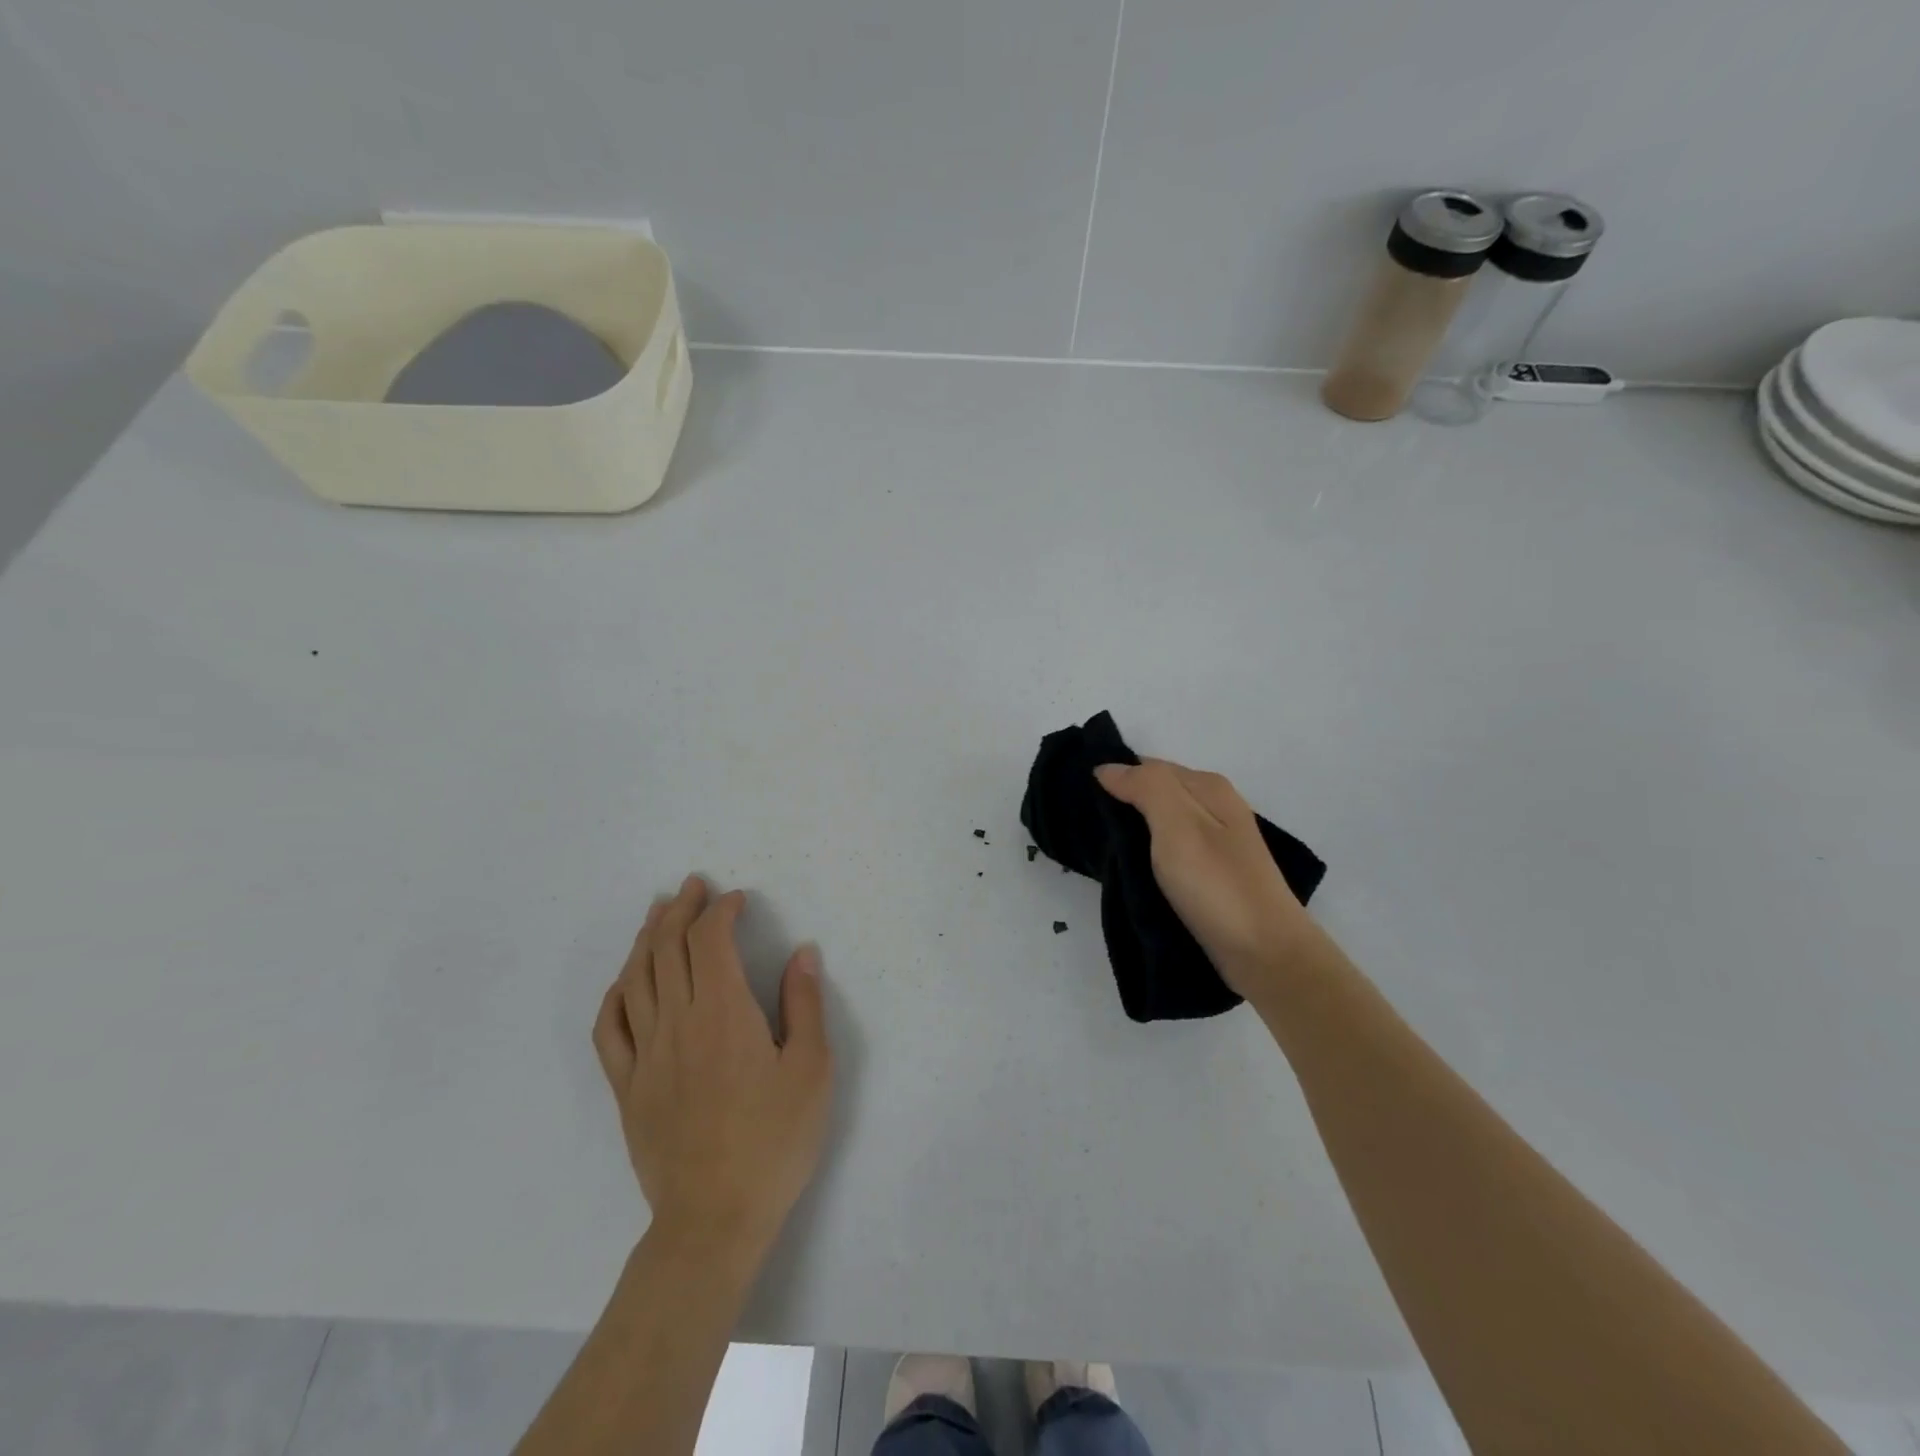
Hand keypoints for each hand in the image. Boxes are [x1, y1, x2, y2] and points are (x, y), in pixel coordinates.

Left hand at [593, 875, 833, 1259]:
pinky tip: (625, 980)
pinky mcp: (627, 1087)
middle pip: (668, 949)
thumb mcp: (812, 1070)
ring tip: (657, 914)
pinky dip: (615, 994)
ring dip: (647, 938)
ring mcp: (646, 1055)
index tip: (738, 900)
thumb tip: (801, 952)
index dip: (721, 911)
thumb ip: (805, 1005)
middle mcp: (678, 1022)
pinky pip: (610, 1028)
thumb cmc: (774, 1142)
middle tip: (693, 887)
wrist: (714, 1218)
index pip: (711, 941)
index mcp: (724, 1013)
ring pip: (636, 979)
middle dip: (681, 909)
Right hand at [1096, 759, 1317, 1003]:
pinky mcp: (1214, 874)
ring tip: (1101, 849)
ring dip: (1134, 831)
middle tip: (1084, 825)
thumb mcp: (1178, 825)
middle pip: (1157, 793)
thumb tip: (1108, 768)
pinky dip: (1149, 855)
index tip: (1079, 798)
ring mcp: (1217, 842)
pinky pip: (1170, 851)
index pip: (1148, 766)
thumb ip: (1146, 788)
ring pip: (1162, 823)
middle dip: (1122, 803)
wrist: (1266, 954)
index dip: (1115, 777)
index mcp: (1208, 787)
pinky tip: (1133, 870)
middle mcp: (1216, 806)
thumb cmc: (1217, 886)